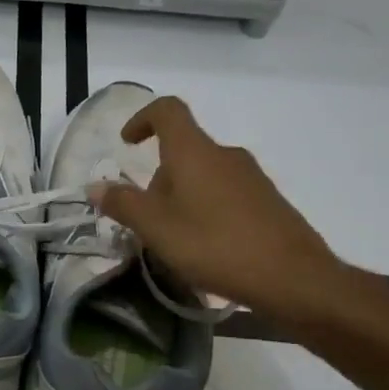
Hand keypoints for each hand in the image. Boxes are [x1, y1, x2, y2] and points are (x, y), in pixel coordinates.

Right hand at [90, 96, 349, 323]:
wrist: (292, 278)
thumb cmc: (214, 245)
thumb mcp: (156, 228)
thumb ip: (123, 204)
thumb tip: (95, 185)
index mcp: (194, 152)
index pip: (168, 111)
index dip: (142, 119)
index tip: (127, 143)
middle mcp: (225, 155)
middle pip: (183, 151)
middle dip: (157, 179)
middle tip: (145, 220)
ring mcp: (251, 178)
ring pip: (203, 175)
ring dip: (180, 198)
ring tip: (172, 240)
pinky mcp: (267, 202)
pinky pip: (224, 194)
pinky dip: (205, 210)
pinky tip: (204, 248)